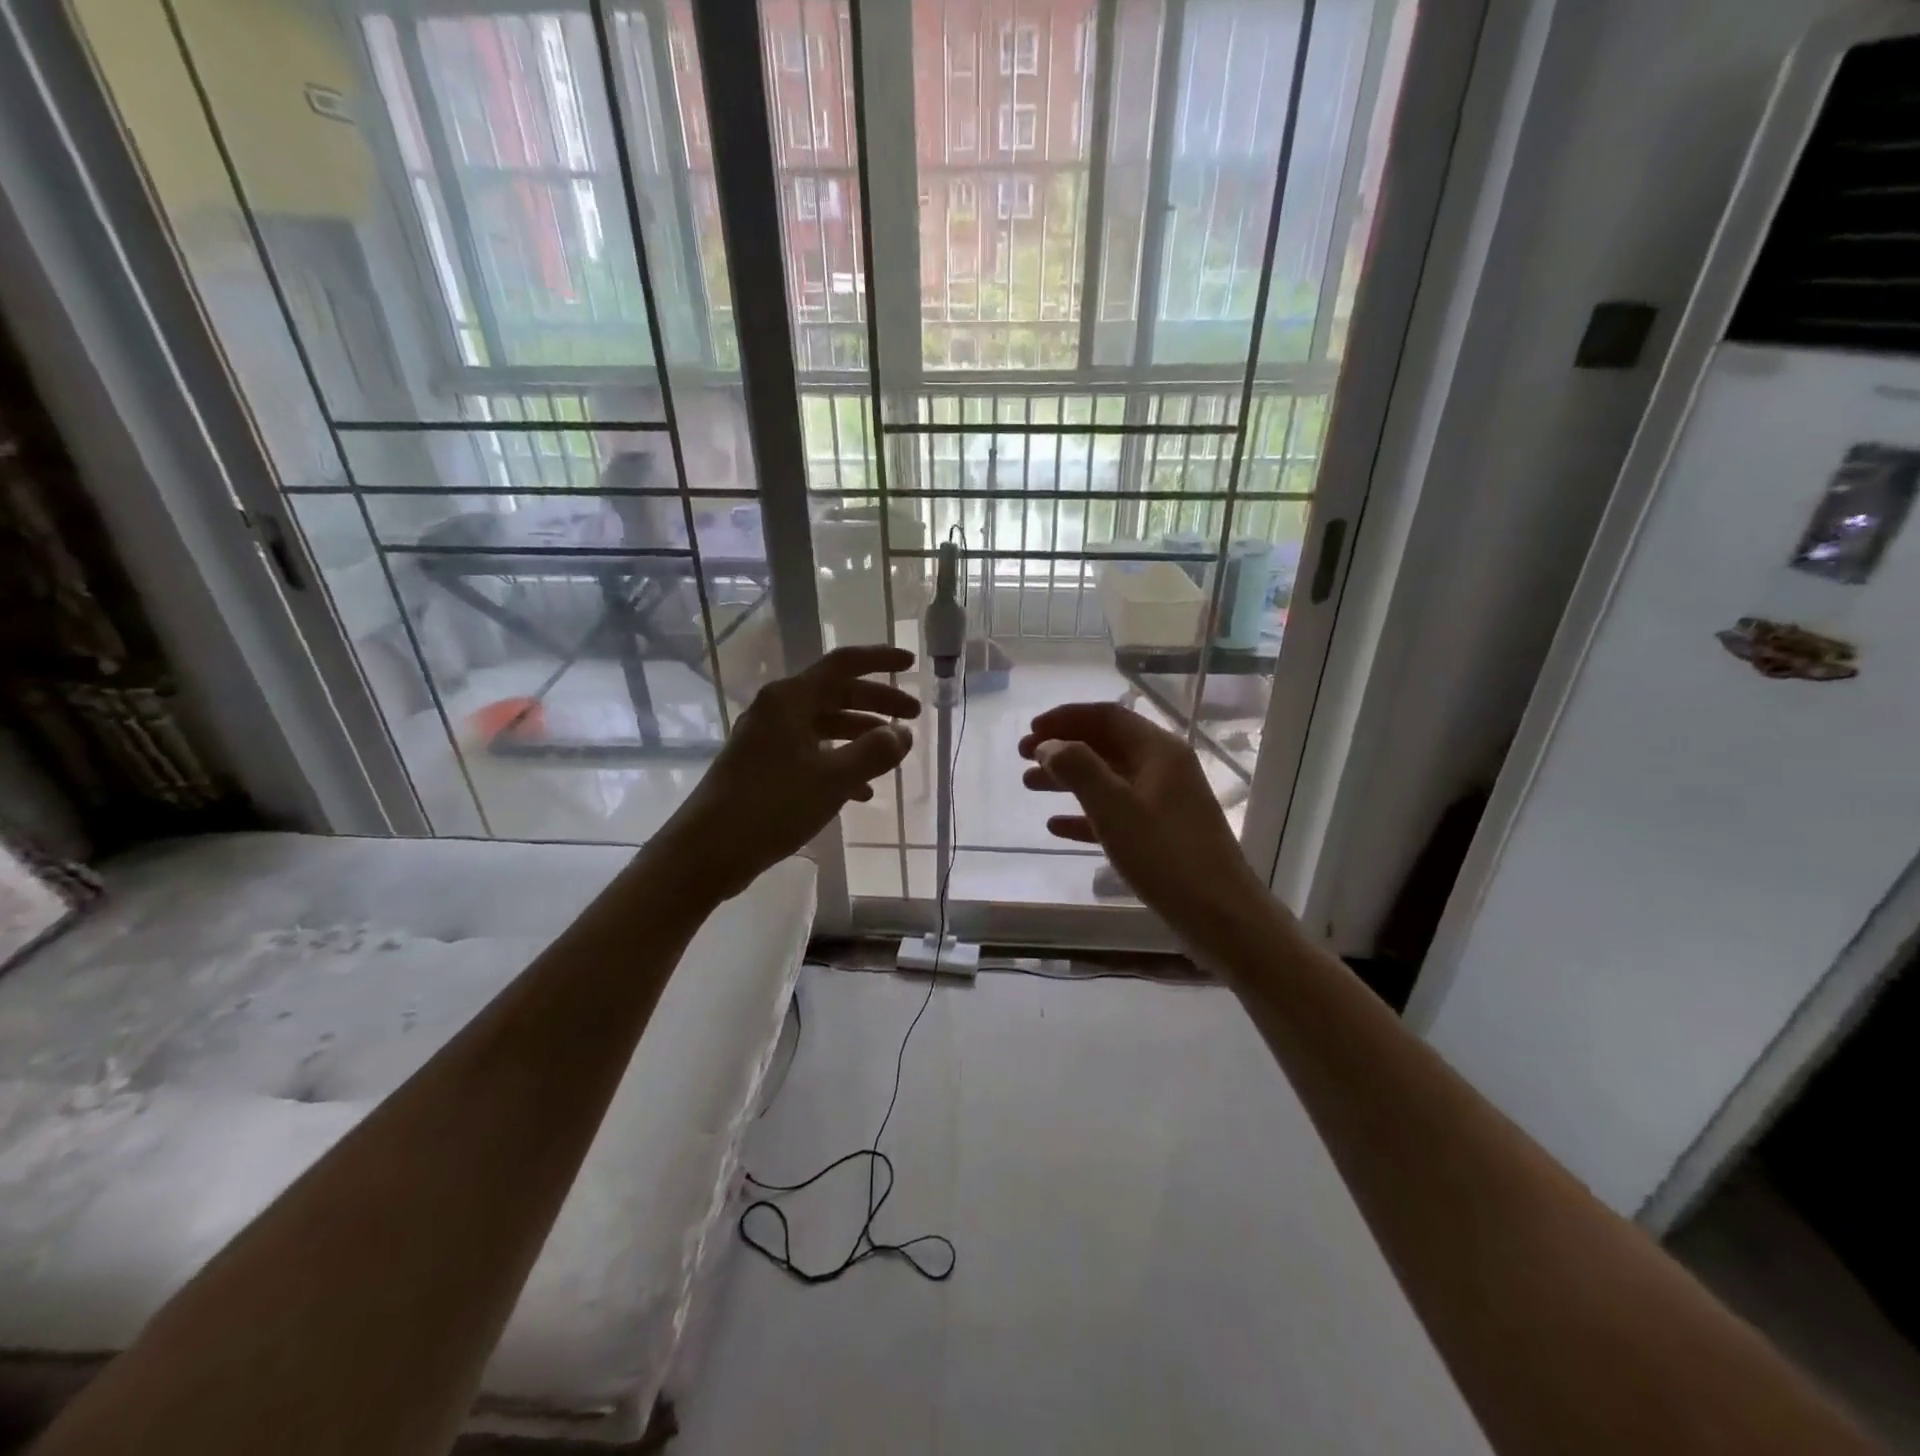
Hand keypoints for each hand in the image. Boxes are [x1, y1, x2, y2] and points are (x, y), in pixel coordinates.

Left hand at [661, 645, 919, 898]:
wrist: (708, 850)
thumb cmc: (772, 806)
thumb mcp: (833, 779)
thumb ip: (874, 752)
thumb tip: (903, 733)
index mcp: (790, 699)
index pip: (843, 664)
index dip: (880, 660)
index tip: (911, 665)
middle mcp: (778, 710)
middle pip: (837, 694)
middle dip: (877, 704)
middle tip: (913, 717)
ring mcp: (769, 739)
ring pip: (825, 725)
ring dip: (861, 736)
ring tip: (892, 756)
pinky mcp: (764, 767)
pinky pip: (812, 753)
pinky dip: (839, 764)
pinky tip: (862, 792)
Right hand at [1019, 702, 1273, 939]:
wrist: (1219, 915)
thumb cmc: (1164, 854)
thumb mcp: (1114, 807)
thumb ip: (1077, 769)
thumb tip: (1049, 745)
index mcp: (1158, 750)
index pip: (1107, 716)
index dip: (1066, 718)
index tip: (1030, 731)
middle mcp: (1164, 768)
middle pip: (1106, 744)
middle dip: (1063, 747)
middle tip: (1022, 758)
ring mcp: (1165, 801)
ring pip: (1108, 778)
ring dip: (1068, 779)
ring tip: (1029, 785)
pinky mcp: (1161, 833)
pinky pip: (1116, 812)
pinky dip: (1085, 814)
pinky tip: (1056, 826)